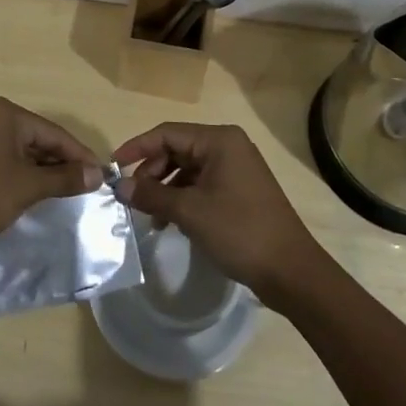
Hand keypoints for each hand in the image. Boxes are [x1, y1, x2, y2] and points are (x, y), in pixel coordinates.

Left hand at [0, 97, 102, 257]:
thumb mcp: (28, 186)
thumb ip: (63, 178)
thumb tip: (96, 175)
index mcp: (6, 114)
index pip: (54, 132)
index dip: (79, 155)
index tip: (102, 175)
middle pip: (39, 139)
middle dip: (63, 163)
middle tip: (88, 186)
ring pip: (24, 151)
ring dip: (45, 170)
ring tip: (69, 191)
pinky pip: (9, 160)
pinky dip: (26, 174)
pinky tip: (40, 192)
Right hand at [113, 123, 324, 306]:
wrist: (291, 272)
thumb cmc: (240, 231)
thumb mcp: (190, 212)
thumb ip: (152, 195)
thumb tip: (121, 186)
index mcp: (219, 140)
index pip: (167, 133)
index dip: (137, 147)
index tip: (114, 166)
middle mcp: (228, 146)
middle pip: (177, 149)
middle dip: (152, 171)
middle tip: (133, 197)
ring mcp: (236, 168)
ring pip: (188, 168)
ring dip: (166, 188)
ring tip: (151, 215)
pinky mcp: (240, 190)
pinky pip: (202, 184)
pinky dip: (183, 197)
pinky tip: (171, 221)